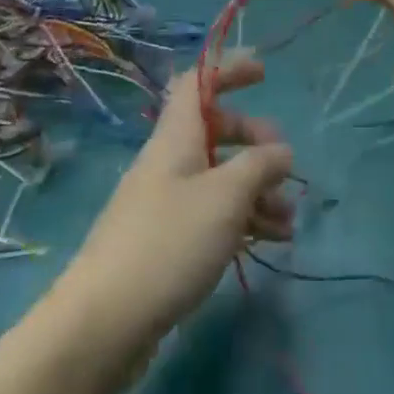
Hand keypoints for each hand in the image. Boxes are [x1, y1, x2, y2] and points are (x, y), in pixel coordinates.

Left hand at [55, 54, 293, 365]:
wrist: (104, 324)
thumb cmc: (169, 243)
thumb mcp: (225, 197)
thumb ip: (259, 165)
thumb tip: (280, 150)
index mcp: (176, 137)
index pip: (198, 83)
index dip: (228, 69)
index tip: (264, 72)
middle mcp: (169, 162)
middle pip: (214, 131)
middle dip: (254, 140)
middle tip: (284, 165)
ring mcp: (166, 203)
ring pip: (219, 178)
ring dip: (257, 190)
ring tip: (289, 220)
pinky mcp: (167, 241)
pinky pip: (213, 214)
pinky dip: (243, 220)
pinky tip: (272, 241)